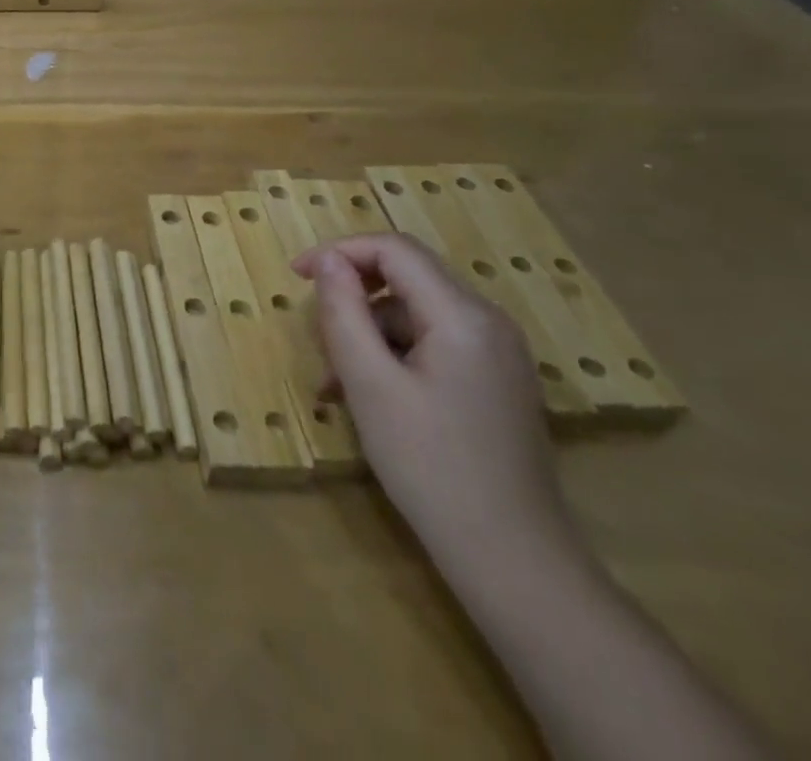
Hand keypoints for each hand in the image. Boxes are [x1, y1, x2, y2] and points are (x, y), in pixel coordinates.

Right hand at [295, 234, 574, 568]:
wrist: (513, 561)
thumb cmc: (430, 465)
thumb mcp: (369, 383)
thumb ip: (343, 312)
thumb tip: (329, 261)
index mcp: (463, 315)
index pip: (394, 249)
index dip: (339, 252)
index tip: (296, 277)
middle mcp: (489, 322)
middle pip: (407, 277)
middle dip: (353, 297)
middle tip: (318, 337)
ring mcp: (499, 353)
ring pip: (416, 313)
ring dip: (369, 332)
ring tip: (337, 383)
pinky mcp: (497, 381)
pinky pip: (434, 342)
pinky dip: (395, 354)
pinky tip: (370, 396)